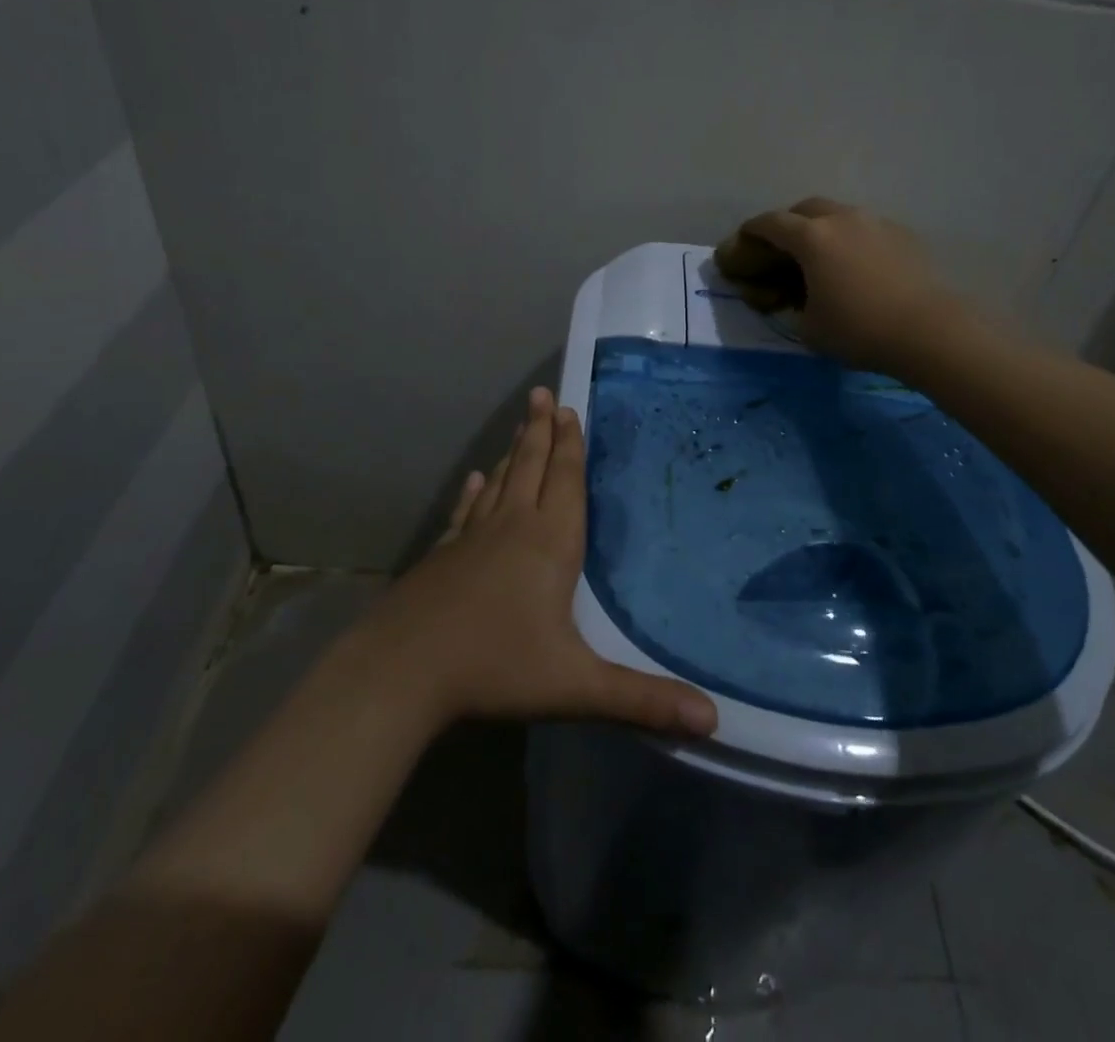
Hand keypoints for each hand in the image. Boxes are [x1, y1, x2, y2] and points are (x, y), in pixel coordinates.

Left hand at [366, 388, 717, 737]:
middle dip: (541, 431)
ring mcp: (471, 539)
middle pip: (530, 467)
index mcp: (549, 544)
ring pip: (499, 483)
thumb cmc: (495, 667)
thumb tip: (713, 720)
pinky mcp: (442, 557)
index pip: (564, 481)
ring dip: (513, 452)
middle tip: (543, 394)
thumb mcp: (576, 686)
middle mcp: (511, 528)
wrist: (401, 672)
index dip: (570, 446)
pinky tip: (474, 480)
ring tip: (521, 425)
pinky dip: (474, 492)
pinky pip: (465, 512)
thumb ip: (643, 701)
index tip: (568, 409)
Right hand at [715, 197, 965, 371]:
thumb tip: (790, 297)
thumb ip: (790, 305)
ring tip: (821, 255)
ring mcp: (875, 222)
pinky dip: (851, 238)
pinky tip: (856, 264)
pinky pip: (865, 228)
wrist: (927, 330)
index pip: (770, 224)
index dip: (750, 232)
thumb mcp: (808, 327)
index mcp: (812, 238)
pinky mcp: (902, 234)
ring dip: (822, 228)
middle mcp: (842, 219)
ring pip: (839, 214)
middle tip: (781, 247)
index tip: (741, 241)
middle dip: (787, 223)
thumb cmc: (858, 330)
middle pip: (805, 208)